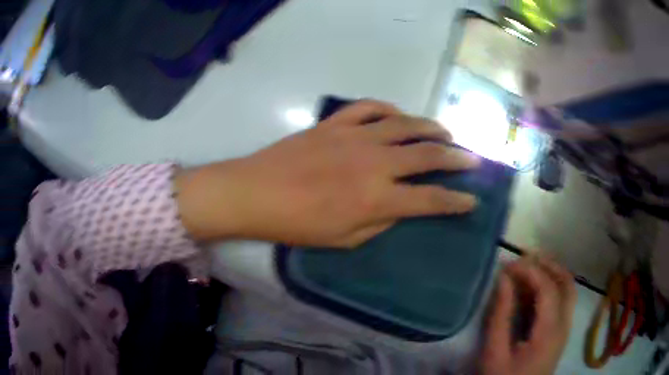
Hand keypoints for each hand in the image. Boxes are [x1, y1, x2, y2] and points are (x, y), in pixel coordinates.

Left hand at [175, 100, 479, 246]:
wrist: (255, 193)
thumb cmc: (297, 225)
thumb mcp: (344, 239)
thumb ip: (381, 222)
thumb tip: (402, 207)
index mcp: (378, 198)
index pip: (430, 200)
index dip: (456, 201)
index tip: (472, 200)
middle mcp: (375, 162)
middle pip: (428, 155)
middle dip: (456, 158)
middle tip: (473, 159)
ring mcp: (356, 136)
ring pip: (406, 124)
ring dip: (431, 128)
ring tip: (445, 134)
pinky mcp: (336, 123)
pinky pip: (370, 107)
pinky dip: (389, 109)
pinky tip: (398, 115)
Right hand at [481, 256, 576, 374]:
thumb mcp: (495, 354)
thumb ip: (500, 316)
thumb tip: (503, 279)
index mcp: (550, 331)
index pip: (548, 287)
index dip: (530, 270)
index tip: (508, 265)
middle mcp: (564, 325)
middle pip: (566, 282)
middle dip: (547, 264)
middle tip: (524, 259)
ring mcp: (565, 328)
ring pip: (568, 289)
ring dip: (552, 273)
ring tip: (530, 268)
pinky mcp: (561, 333)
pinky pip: (563, 301)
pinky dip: (551, 287)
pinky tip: (534, 290)